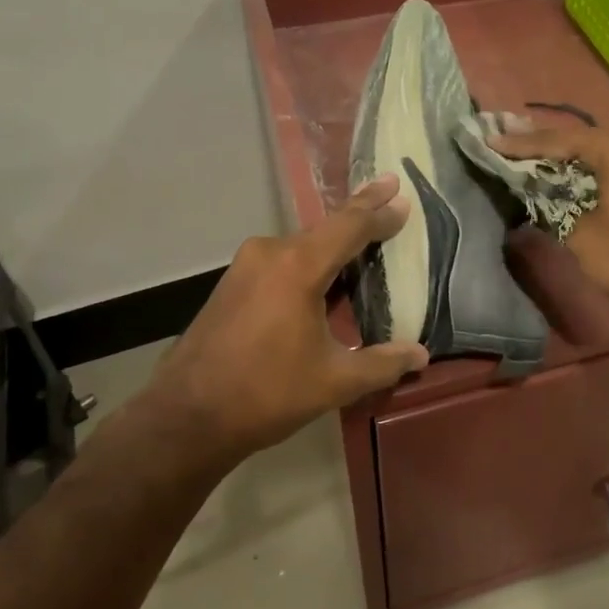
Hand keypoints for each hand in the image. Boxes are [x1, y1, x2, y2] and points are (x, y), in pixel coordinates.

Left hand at [133, 174, 429, 465]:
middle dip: (360, 213)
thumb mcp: (334, 381)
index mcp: (298, 267)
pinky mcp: (232, 282)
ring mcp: (246, 265)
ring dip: (333, 240)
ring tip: (364, 236)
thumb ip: (382, 364)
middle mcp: (270, 252)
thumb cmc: (266, 394)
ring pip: (302, 244)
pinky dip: (309, 258)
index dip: (379, 211)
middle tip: (389, 191)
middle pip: (325, 227)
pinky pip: (282, 259)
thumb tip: (422, 355)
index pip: (350, 227)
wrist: (186, 416)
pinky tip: (324, 273)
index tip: (402, 194)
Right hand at [488, 122, 608, 330]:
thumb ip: (553, 208)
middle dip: (546, 144)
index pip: (561, 140)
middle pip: (584, 139)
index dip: (523, 144)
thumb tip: (538, 198)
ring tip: (534, 157)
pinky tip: (572, 177)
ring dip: (570, 158)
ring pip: (604, 152)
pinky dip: (593, 170)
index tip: (491, 143)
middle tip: (509, 143)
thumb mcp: (581, 236)